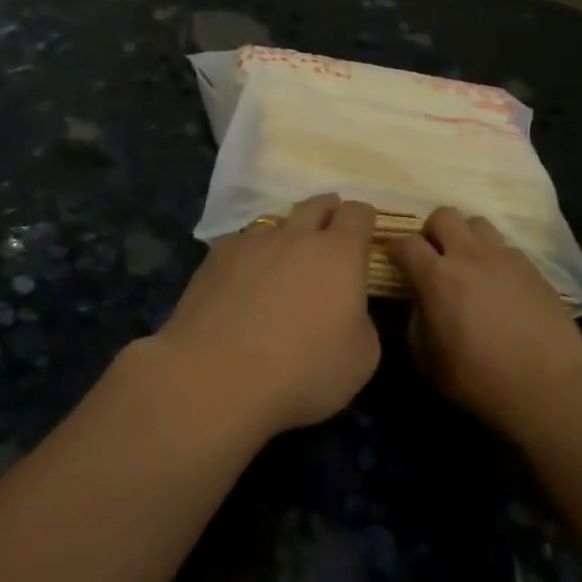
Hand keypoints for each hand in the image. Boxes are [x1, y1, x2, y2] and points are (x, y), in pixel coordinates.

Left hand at [151, 194, 380, 437]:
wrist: (217, 377)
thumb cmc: (303, 371)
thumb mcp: (362, 358)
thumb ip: (361, 320)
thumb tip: (348, 309)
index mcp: (339, 254)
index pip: (358, 213)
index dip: (364, 219)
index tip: (365, 233)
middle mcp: (296, 236)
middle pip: (316, 205)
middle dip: (328, 212)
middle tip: (330, 233)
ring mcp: (251, 242)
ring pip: (276, 221)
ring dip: (287, 233)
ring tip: (284, 258)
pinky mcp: (215, 257)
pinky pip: (241, 243)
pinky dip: (251, 254)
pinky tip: (245, 279)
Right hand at [391, 207, 581, 444]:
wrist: (550, 388)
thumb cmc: (482, 381)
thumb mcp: (430, 362)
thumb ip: (416, 323)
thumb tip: (420, 303)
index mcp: (438, 278)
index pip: (406, 243)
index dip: (395, 249)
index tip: (394, 261)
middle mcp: (470, 256)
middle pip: (443, 215)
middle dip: (431, 232)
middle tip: (432, 257)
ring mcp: (504, 258)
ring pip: (477, 222)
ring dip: (464, 237)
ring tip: (466, 262)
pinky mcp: (532, 267)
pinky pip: (504, 246)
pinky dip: (492, 256)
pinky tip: (496, 282)